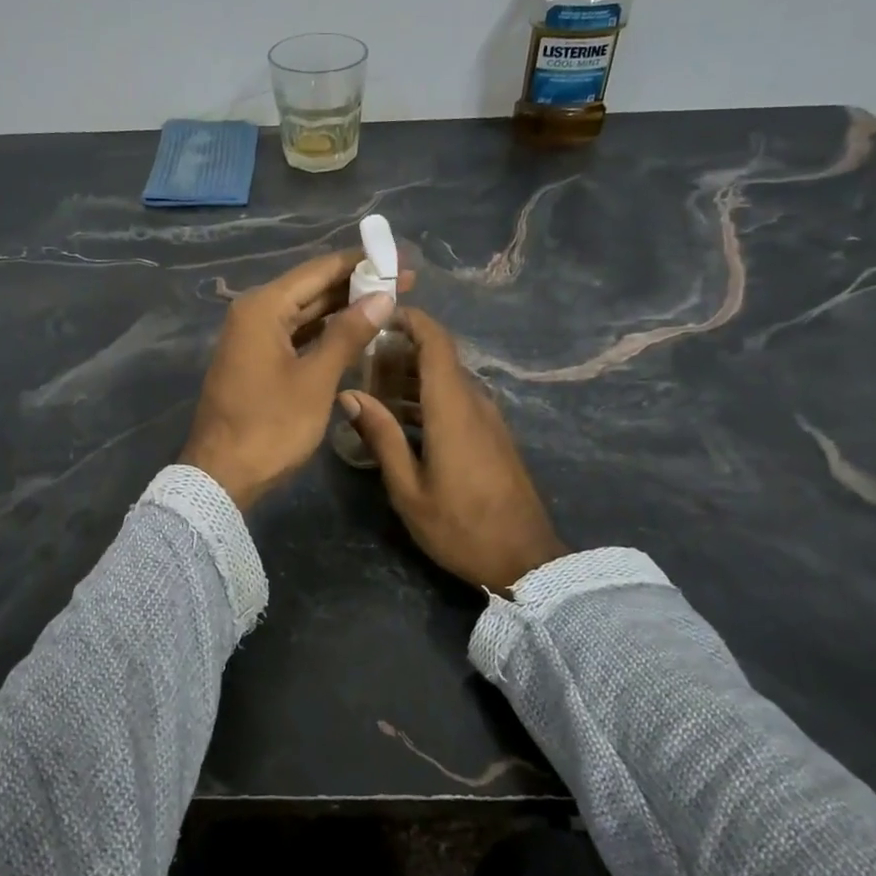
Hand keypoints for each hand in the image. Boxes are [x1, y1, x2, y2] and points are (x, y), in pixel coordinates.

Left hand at [180, 251, 414, 510]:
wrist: (223, 475)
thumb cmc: (271, 426)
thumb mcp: (315, 380)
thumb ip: (349, 334)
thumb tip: (383, 296)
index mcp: (263, 307)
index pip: (319, 270)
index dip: (362, 263)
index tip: (401, 259)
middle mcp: (254, 313)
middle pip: (312, 288)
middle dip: (357, 285)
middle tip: (405, 282)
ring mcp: (253, 338)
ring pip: (305, 312)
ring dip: (343, 308)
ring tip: (388, 303)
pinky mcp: (257, 360)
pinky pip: (297, 334)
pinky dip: (325, 332)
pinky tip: (356, 333)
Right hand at [340, 309, 567, 589]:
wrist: (525, 560)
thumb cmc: (460, 526)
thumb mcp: (409, 488)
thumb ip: (381, 436)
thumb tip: (349, 395)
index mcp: (453, 408)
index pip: (436, 342)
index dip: (410, 320)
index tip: (378, 315)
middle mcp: (474, 403)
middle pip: (439, 358)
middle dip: (400, 352)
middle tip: (360, 362)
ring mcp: (488, 419)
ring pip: (447, 380)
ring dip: (412, 377)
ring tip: (372, 391)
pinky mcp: (493, 436)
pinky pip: (457, 400)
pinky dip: (428, 397)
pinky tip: (402, 420)